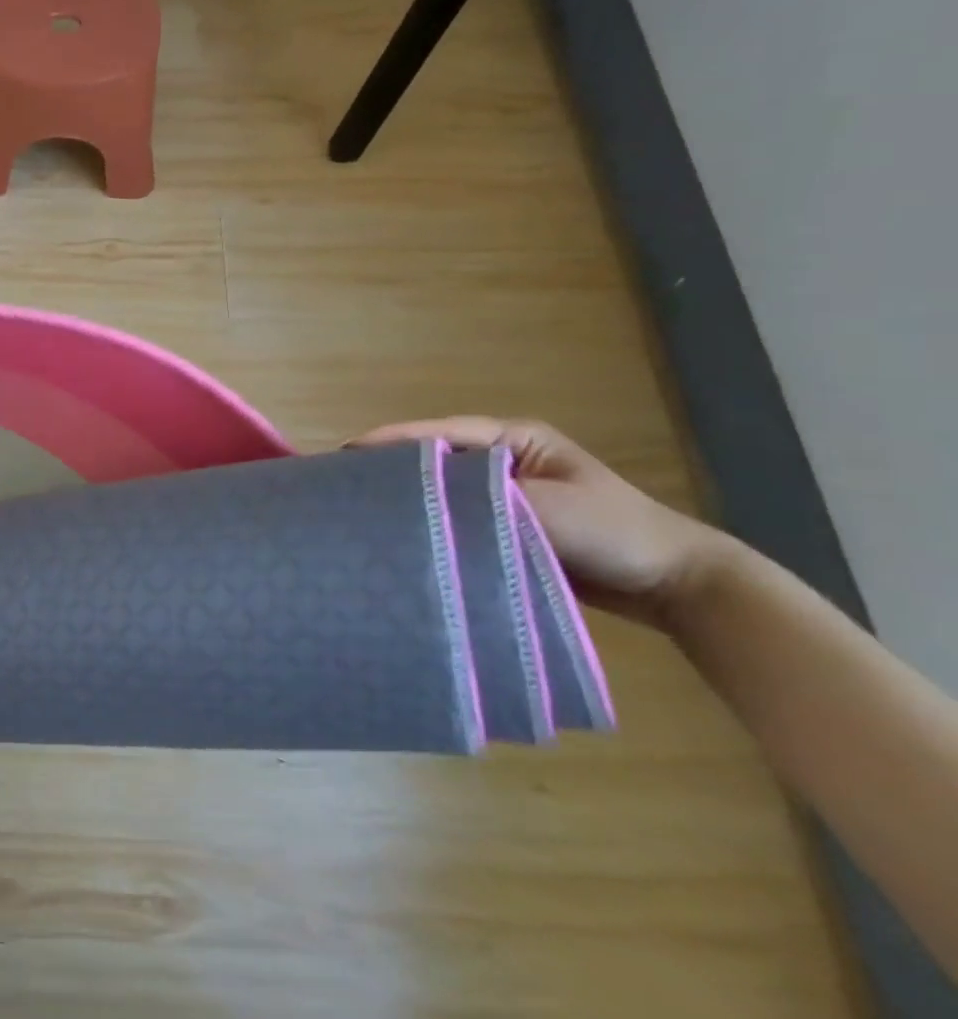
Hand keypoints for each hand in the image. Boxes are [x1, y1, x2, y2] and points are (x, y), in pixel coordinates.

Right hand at [348, 417, 733, 627]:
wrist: (676, 585)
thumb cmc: (614, 531)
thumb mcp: (548, 508)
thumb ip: (484, 499)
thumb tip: (422, 501)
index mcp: (514, 439)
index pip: (440, 433)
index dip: (393, 441)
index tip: (347, 450)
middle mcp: (503, 460)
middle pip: (436, 458)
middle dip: (393, 467)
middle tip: (343, 478)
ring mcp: (505, 494)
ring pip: (445, 490)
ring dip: (412, 497)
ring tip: (361, 506)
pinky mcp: (508, 528)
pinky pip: (461, 520)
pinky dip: (436, 525)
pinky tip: (405, 534)